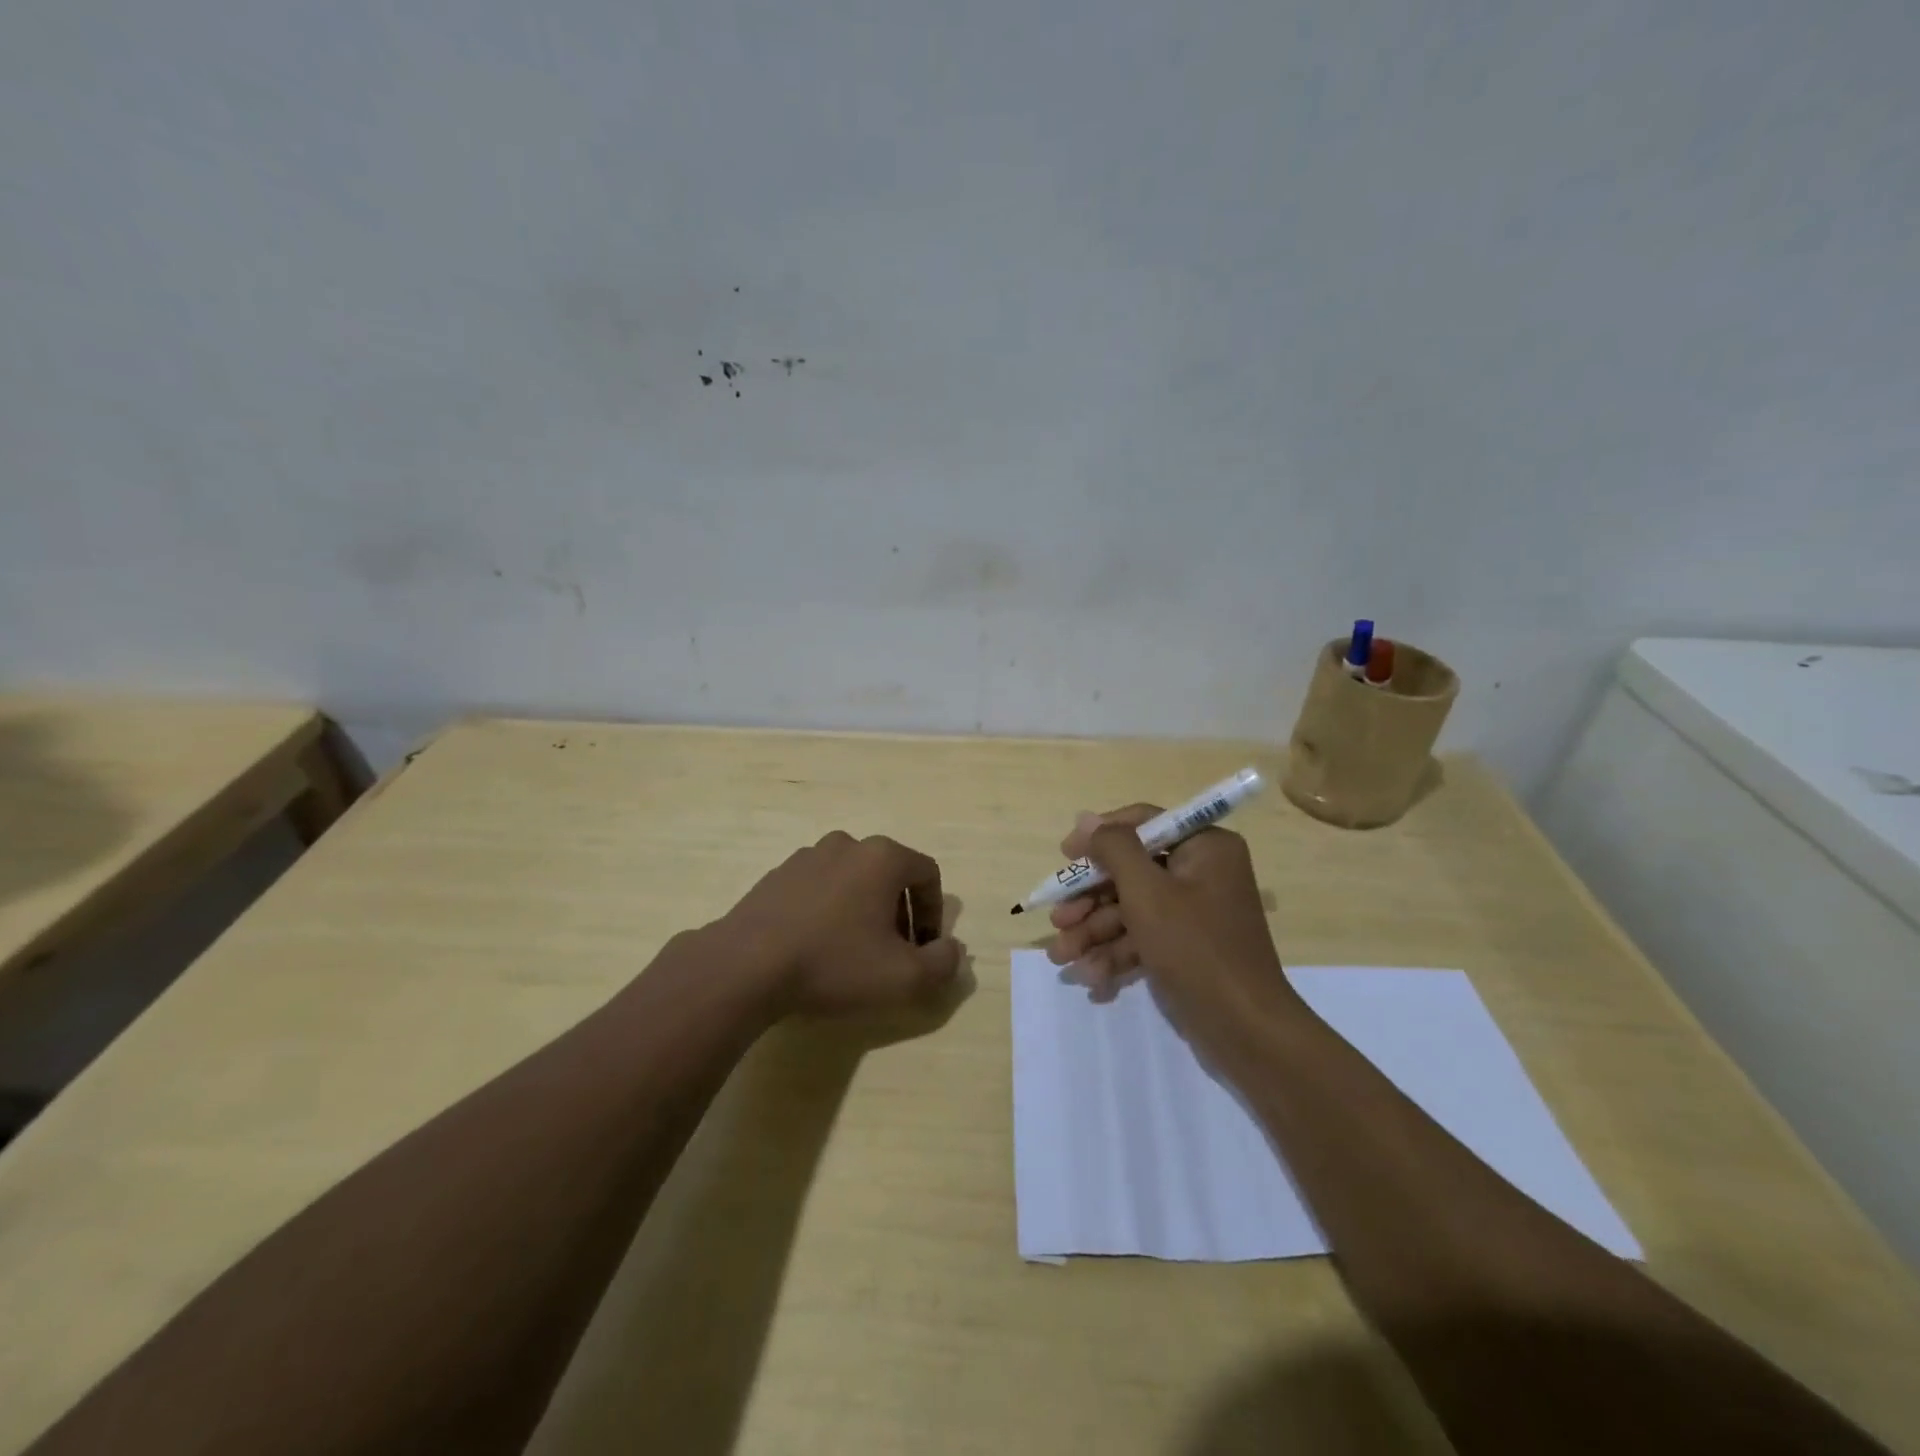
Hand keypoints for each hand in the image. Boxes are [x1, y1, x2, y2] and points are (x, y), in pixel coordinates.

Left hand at [719, 831, 964, 1016]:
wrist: (745, 966)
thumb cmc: (834, 964)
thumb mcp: (904, 978)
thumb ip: (943, 964)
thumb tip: (952, 950)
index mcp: (882, 857)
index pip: (927, 874)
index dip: (934, 912)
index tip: (925, 948)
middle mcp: (847, 844)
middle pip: (889, 874)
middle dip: (899, 912)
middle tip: (892, 953)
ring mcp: (806, 856)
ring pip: (852, 879)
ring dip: (863, 910)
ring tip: (852, 952)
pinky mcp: (776, 875)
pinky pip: (818, 888)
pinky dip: (828, 910)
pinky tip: (815, 947)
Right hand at [1046, 805, 1301, 1049]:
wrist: (1246, 1032)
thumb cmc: (1196, 949)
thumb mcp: (1147, 892)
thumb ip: (1113, 849)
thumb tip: (1085, 818)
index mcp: (1205, 847)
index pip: (1143, 823)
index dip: (1099, 837)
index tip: (1065, 856)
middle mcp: (1202, 873)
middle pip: (1131, 871)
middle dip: (1090, 900)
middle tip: (1058, 920)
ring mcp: (1195, 913)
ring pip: (1132, 909)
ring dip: (1094, 932)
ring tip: (1062, 957)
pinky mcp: (1187, 948)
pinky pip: (1144, 938)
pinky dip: (1116, 954)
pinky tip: (1089, 977)